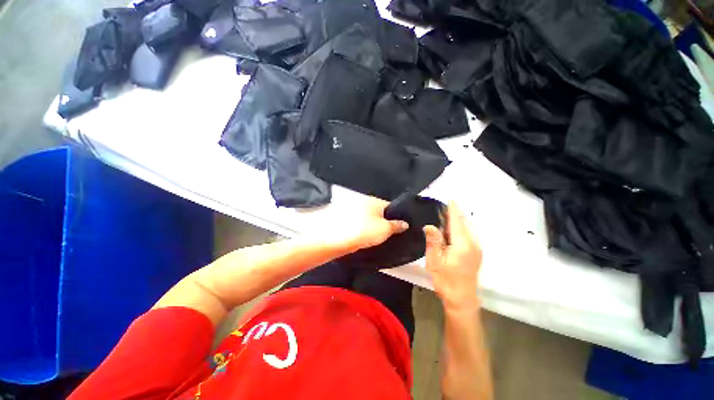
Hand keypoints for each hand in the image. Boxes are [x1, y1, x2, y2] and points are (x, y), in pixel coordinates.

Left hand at [327, 197, 408, 251]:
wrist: (332, 238)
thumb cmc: (362, 230)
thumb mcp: (384, 229)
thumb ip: (396, 226)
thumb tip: (405, 223)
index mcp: (374, 200)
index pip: (391, 206)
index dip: (398, 217)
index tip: (401, 229)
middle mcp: (363, 202)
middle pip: (378, 213)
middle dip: (384, 223)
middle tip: (389, 236)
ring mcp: (352, 210)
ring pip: (368, 219)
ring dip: (372, 228)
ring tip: (376, 239)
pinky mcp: (343, 220)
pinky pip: (358, 224)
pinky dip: (362, 231)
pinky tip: (363, 239)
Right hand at [423, 202, 482, 310]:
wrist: (462, 299)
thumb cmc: (446, 280)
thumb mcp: (434, 261)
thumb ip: (433, 241)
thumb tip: (430, 225)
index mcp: (462, 244)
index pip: (457, 221)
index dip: (453, 209)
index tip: (449, 199)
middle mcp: (473, 243)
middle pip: (464, 222)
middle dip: (455, 213)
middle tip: (443, 207)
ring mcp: (476, 248)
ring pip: (467, 228)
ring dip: (458, 220)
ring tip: (445, 215)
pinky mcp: (476, 253)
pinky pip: (469, 234)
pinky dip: (460, 227)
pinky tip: (452, 229)